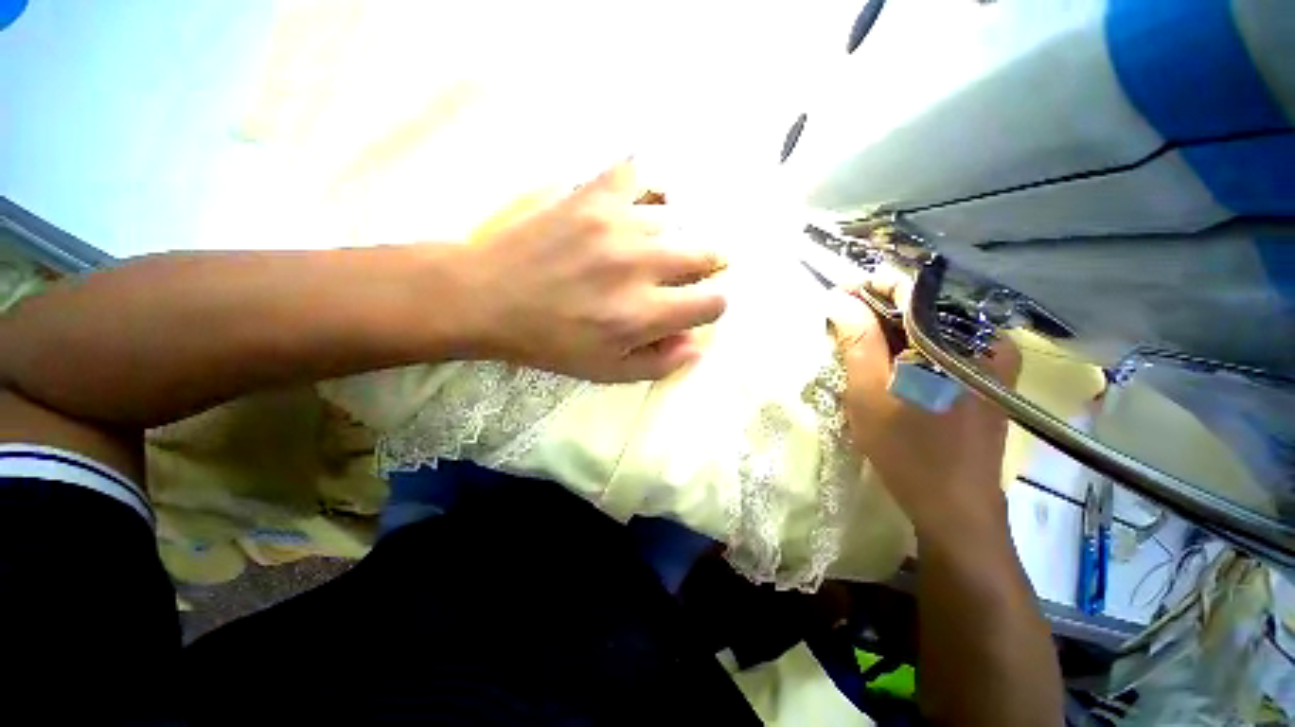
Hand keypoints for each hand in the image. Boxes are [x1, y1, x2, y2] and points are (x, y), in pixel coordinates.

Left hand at [457, 161, 726, 381]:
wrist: (487, 298)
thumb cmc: (550, 342)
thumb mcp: (606, 372)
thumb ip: (659, 363)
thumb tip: (696, 344)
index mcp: (644, 314)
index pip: (712, 302)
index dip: (710, 305)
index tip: (695, 305)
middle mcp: (640, 265)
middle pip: (705, 254)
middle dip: (703, 268)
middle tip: (679, 275)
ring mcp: (617, 223)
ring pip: (678, 219)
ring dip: (672, 236)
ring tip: (650, 246)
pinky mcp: (592, 194)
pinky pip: (638, 173)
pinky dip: (646, 187)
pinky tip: (638, 203)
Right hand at [830, 287, 1020, 537]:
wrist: (956, 507)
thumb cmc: (907, 450)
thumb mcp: (868, 392)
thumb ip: (856, 339)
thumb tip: (839, 297)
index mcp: (955, 338)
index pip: (909, 288)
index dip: (869, 288)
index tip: (838, 297)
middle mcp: (983, 339)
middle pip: (921, 307)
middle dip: (878, 313)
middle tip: (844, 329)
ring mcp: (992, 359)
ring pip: (931, 327)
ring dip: (893, 333)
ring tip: (863, 350)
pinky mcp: (989, 378)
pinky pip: (944, 347)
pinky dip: (913, 349)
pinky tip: (893, 368)